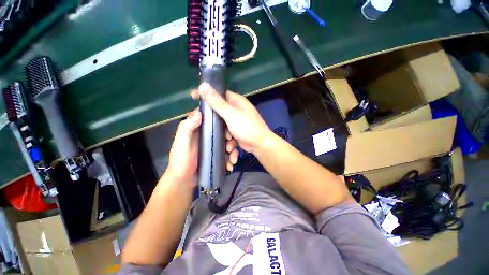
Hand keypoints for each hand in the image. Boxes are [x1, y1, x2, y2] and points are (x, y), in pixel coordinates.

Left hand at [166, 109, 238, 186]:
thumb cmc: (180, 161)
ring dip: (233, 151)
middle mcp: (208, 135)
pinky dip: (231, 159)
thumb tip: (200, 112)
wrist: (183, 181)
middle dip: (230, 139)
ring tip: (233, 160)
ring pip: (228, 143)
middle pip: (224, 132)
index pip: (213, 119)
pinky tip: (230, 166)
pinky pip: (227, 154)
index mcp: (200, 129)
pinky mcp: (217, 155)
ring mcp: (214, 146)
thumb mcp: (181, 143)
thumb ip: (186, 128)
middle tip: (230, 148)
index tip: (228, 128)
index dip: (222, 121)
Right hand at [191, 83, 273, 152]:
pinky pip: (227, 130)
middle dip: (213, 118)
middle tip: (205, 123)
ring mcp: (237, 120)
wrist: (260, 144)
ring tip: (227, 138)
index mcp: (236, 100)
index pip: (218, 93)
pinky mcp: (237, 129)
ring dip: (222, 131)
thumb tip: (202, 85)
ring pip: (222, 122)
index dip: (206, 93)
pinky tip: (230, 142)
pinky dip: (228, 137)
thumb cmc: (247, 127)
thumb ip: (216, 102)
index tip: (193, 96)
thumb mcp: (230, 114)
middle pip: (219, 109)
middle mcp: (237, 108)